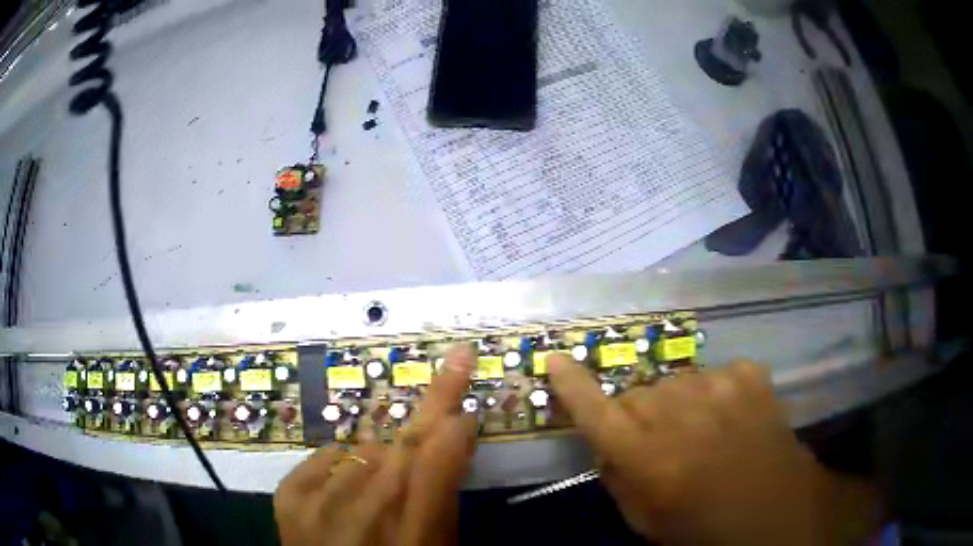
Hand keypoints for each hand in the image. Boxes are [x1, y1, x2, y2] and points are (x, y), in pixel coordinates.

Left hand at [274, 346, 478, 545]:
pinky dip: (343, 465)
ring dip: (381, 459)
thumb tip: (455, 433)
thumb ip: (444, 494)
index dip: (451, 405)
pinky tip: (346, 486)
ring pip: (364, 450)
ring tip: (379, 489)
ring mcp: (317, 501)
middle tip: (452, 374)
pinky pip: (326, 456)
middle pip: (400, 442)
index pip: (437, 454)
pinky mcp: (288, 495)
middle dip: (429, 413)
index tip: (462, 360)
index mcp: (412, 532)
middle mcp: (362, 511)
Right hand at [547, 356, 879, 544]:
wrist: (776, 513)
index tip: (553, 358)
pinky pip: (718, 372)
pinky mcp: (751, 377)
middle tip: (659, 442)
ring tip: (702, 432)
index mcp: (650, 459)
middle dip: (639, 416)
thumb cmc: (704, 528)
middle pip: (638, 393)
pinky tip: (731, 416)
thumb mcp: (646, 520)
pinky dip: (718, 392)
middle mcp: (681, 417)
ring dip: (679, 405)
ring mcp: (721, 390)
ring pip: (677, 380)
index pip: (596, 412)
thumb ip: (617, 478)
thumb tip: (605, 441)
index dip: (571, 385)